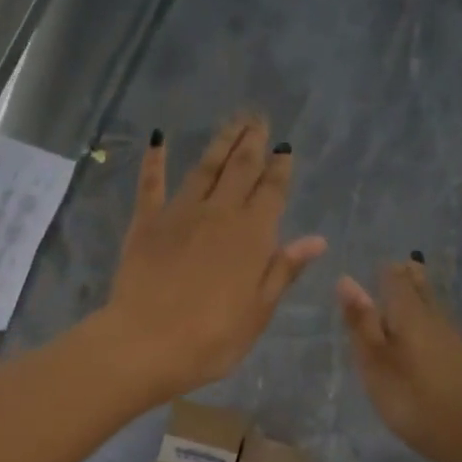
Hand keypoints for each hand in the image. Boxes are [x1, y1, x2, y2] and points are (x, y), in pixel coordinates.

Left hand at [100, 117, 326, 399]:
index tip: (285, 147)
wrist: (147, 344)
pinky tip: (157, 139)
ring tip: (232, 121)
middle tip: (259, 117)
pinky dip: (155, 159)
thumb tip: (315, 239)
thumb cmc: (212, 338)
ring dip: (220, 143)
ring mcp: (179, 214)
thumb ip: (283, 270)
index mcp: (253, 235)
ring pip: (204, 168)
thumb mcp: (258, 312)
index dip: (280, 168)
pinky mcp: (145, 223)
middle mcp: (219, 213)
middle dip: (252, 142)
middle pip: (240, 169)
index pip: (272, 191)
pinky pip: (151, 183)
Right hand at [337, 261, 461, 461]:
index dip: (384, 271)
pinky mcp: (459, 357)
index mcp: (409, 312)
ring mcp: (451, 336)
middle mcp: (434, 316)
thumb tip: (347, 280)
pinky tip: (420, 332)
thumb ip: (361, 321)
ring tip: (402, 296)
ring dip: (417, 297)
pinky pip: (438, 325)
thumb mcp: (373, 359)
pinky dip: (425, 319)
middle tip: (392, 271)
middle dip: (406, 277)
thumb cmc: (408, 394)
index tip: (373, 267)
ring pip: (431, 305)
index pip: (396, 278)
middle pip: (419, 287)